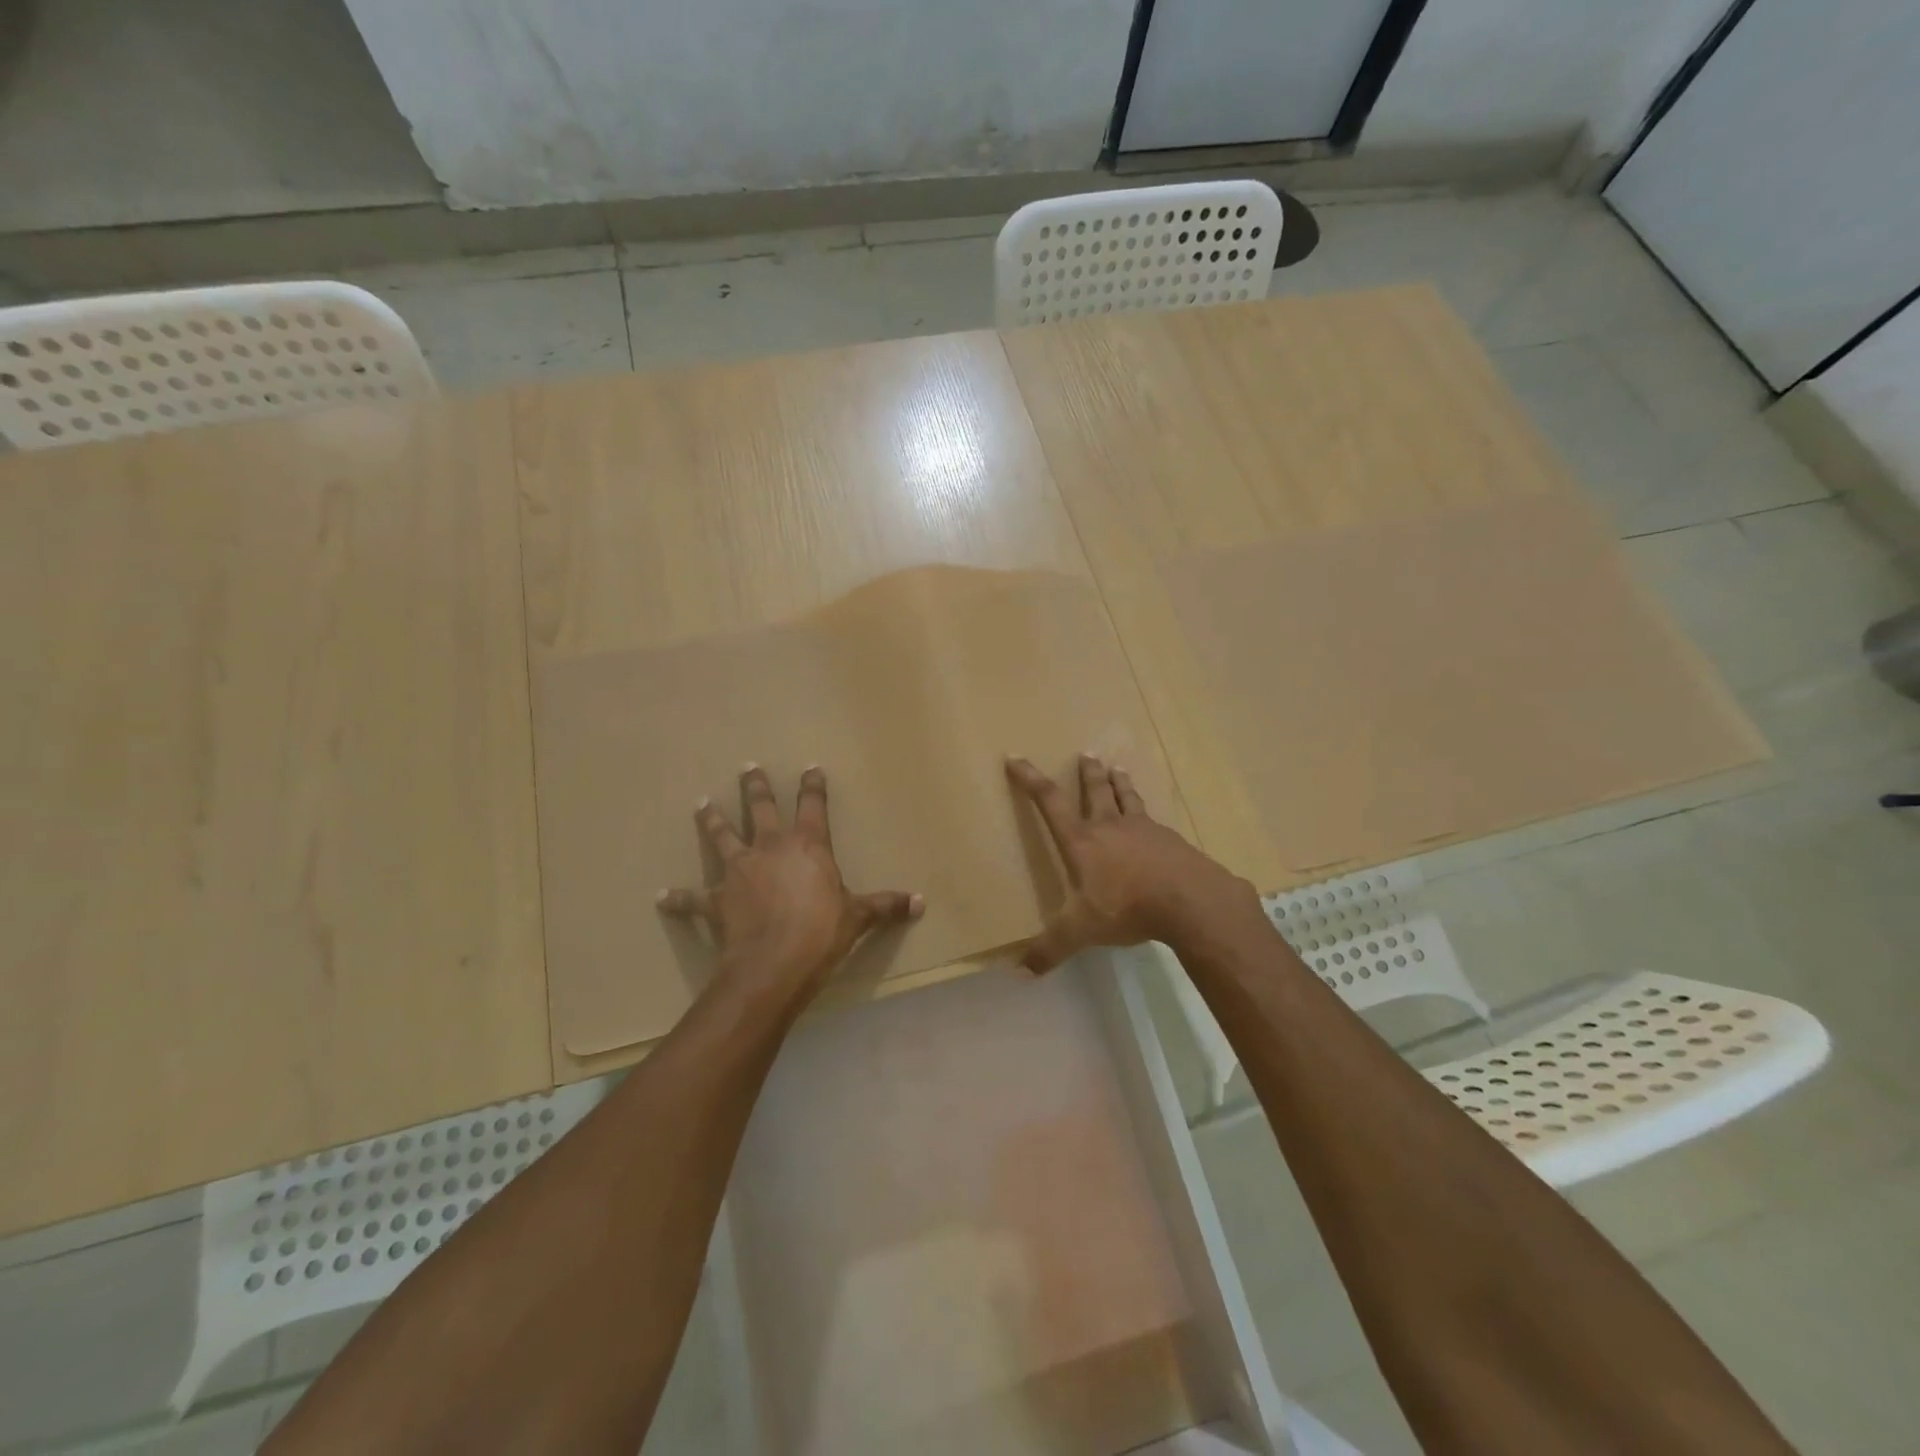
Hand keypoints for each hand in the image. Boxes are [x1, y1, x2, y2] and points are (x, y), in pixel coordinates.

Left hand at [659, 765, 922, 999]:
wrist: (774, 964)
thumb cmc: (821, 933)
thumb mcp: (858, 918)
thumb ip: (886, 906)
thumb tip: (921, 902)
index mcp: (807, 845)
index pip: (812, 805)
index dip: (813, 786)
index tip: (810, 767)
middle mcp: (770, 848)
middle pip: (760, 808)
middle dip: (755, 786)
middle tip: (747, 766)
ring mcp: (738, 871)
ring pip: (722, 836)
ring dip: (711, 820)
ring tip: (701, 803)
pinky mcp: (715, 899)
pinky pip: (693, 898)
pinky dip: (679, 898)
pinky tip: (663, 896)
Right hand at [1007, 754, 1261, 972]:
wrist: (1189, 900)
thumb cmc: (1126, 908)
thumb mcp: (1080, 931)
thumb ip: (1050, 949)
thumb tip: (1020, 971)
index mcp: (1082, 842)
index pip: (1050, 802)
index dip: (1031, 779)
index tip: (1017, 757)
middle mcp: (1110, 827)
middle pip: (1095, 791)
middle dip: (1087, 773)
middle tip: (1086, 754)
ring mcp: (1144, 830)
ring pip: (1127, 798)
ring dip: (1119, 783)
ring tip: (1117, 768)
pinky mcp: (1170, 840)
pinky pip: (1153, 820)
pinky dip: (1146, 814)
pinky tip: (1152, 822)